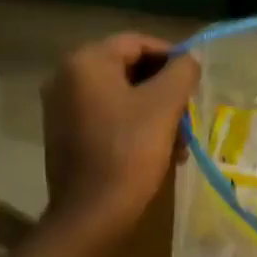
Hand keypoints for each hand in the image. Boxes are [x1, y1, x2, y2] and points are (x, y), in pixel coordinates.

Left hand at [41, 33, 200, 241]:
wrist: (91, 213)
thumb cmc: (129, 152)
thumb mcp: (164, 106)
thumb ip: (182, 72)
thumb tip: (190, 58)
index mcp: (86, 62)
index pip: (137, 43)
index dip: (171, 57)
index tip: (195, 81)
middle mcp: (66, 77)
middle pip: (128, 70)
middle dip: (164, 91)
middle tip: (188, 114)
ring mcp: (61, 108)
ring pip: (121, 96)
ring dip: (154, 113)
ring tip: (179, 141)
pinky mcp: (65, 134)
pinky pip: (107, 117)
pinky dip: (134, 127)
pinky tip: (158, 151)